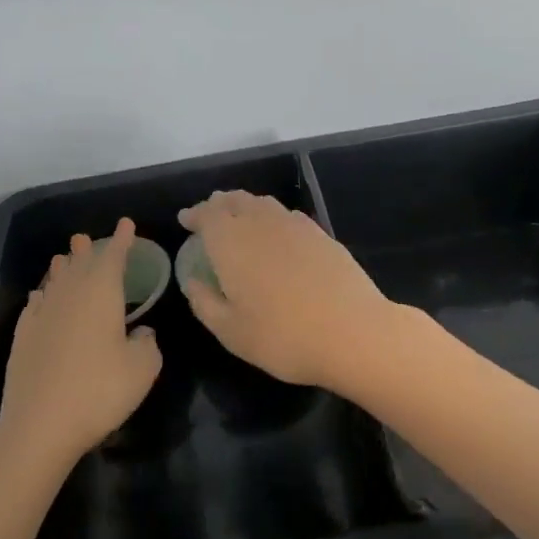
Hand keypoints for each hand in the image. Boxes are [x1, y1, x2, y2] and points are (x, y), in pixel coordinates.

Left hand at [0, 219, 162, 469]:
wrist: (40, 426)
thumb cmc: (100, 391)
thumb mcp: (142, 369)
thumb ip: (148, 343)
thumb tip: (142, 332)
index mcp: (102, 295)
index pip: (114, 258)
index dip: (122, 240)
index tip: (126, 224)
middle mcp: (70, 297)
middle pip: (79, 265)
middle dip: (87, 250)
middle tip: (86, 238)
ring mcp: (43, 317)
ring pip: (54, 282)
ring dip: (62, 268)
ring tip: (64, 258)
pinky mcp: (23, 339)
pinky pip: (35, 306)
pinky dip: (41, 297)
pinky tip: (40, 298)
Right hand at [177, 191, 398, 390]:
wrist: (353, 331)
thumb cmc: (283, 337)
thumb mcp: (231, 332)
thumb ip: (205, 302)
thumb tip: (194, 281)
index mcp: (232, 242)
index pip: (208, 214)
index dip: (195, 214)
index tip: (186, 220)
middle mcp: (261, 223)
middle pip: (236, 201)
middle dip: (219, 205)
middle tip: (209, 215)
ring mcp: (295, 225)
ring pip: (263, 203)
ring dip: (245, 206)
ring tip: (239, 219)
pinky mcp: (321, 234)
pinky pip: (287, 214)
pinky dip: (273, 216)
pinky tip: (276, 232)